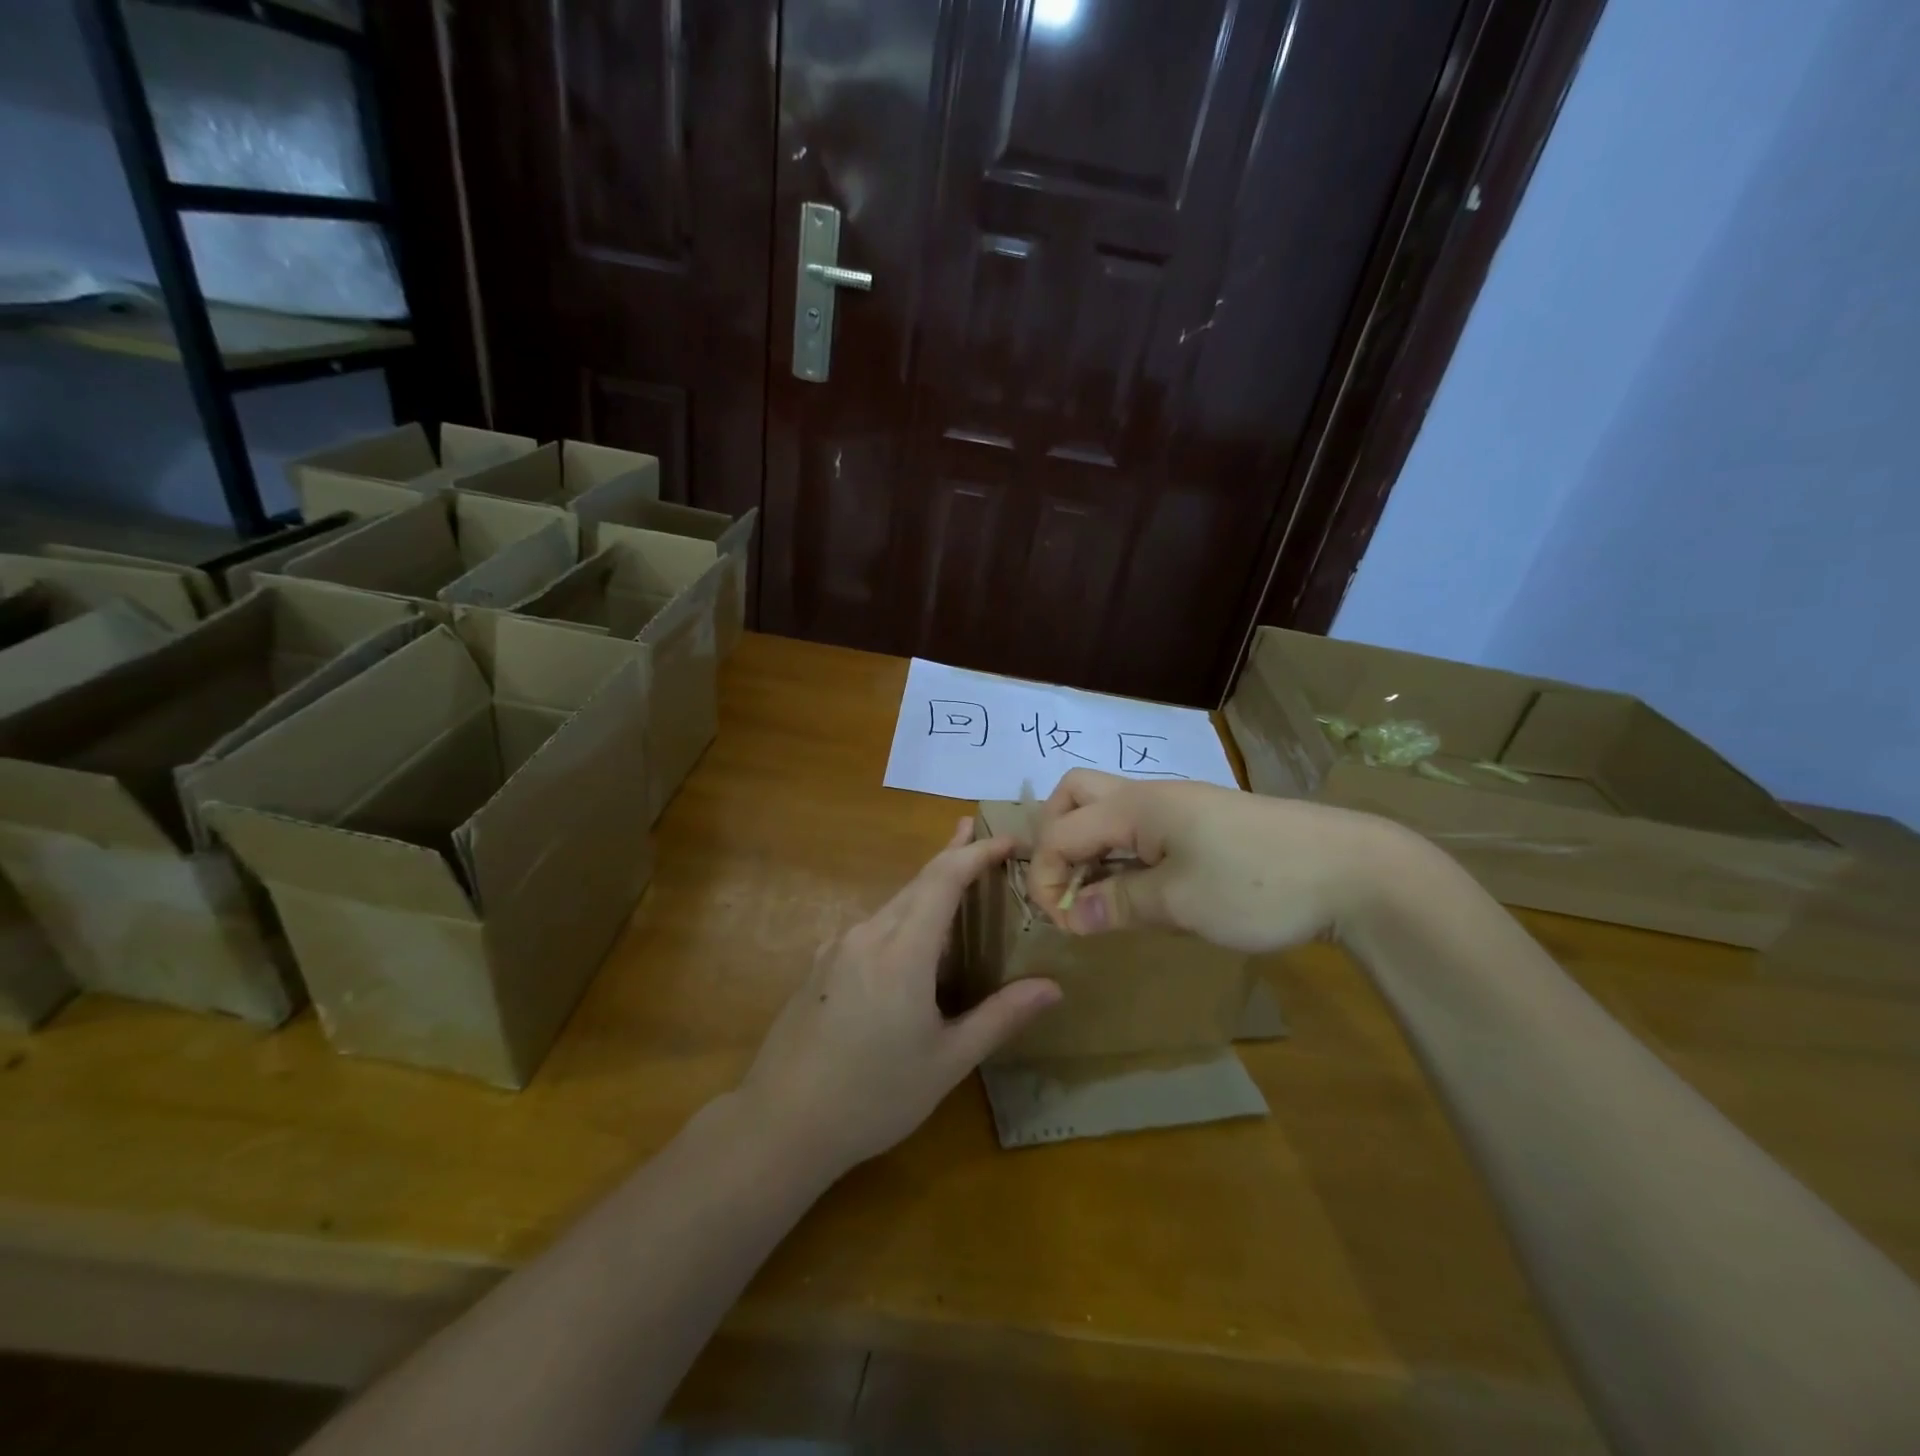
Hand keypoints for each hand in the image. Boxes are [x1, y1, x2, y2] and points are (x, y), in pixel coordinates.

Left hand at [739, 819, 1062, 1179]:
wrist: (781, 1124)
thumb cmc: (874, 1096)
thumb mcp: (947, 1062)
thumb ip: (1000, 1017)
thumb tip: (1052, 988)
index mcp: (902, 952)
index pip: (943, 879)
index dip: (976, 853)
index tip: (1007, 839)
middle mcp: (867, 935)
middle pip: (917, 882)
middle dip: (953, 857)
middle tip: (985, 842)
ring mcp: (837, 948)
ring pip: (893, 905)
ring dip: (927, 890)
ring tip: (958, 887)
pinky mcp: (821, 965)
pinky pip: (872, 928)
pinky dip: (902, 918)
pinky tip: (910, 944)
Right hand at [1029, 768, 1413, 952]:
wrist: (1352, 870)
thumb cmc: (1258, 885)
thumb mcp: (1181, 903)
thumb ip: (1119, 904)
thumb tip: (1071, 914)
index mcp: (1136, 807)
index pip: (1060, 832)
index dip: (1046, 878)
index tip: (1064, 924)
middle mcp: (1149, 795)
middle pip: (1074, 795)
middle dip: (1055, 839)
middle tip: (1070, 886)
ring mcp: (1178, 805)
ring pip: (1107, 809)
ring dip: (1089, 846)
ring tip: (1103, 894)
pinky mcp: (1202, 822)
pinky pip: (1140, 827)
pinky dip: (1122, 852)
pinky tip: (1143, 887)